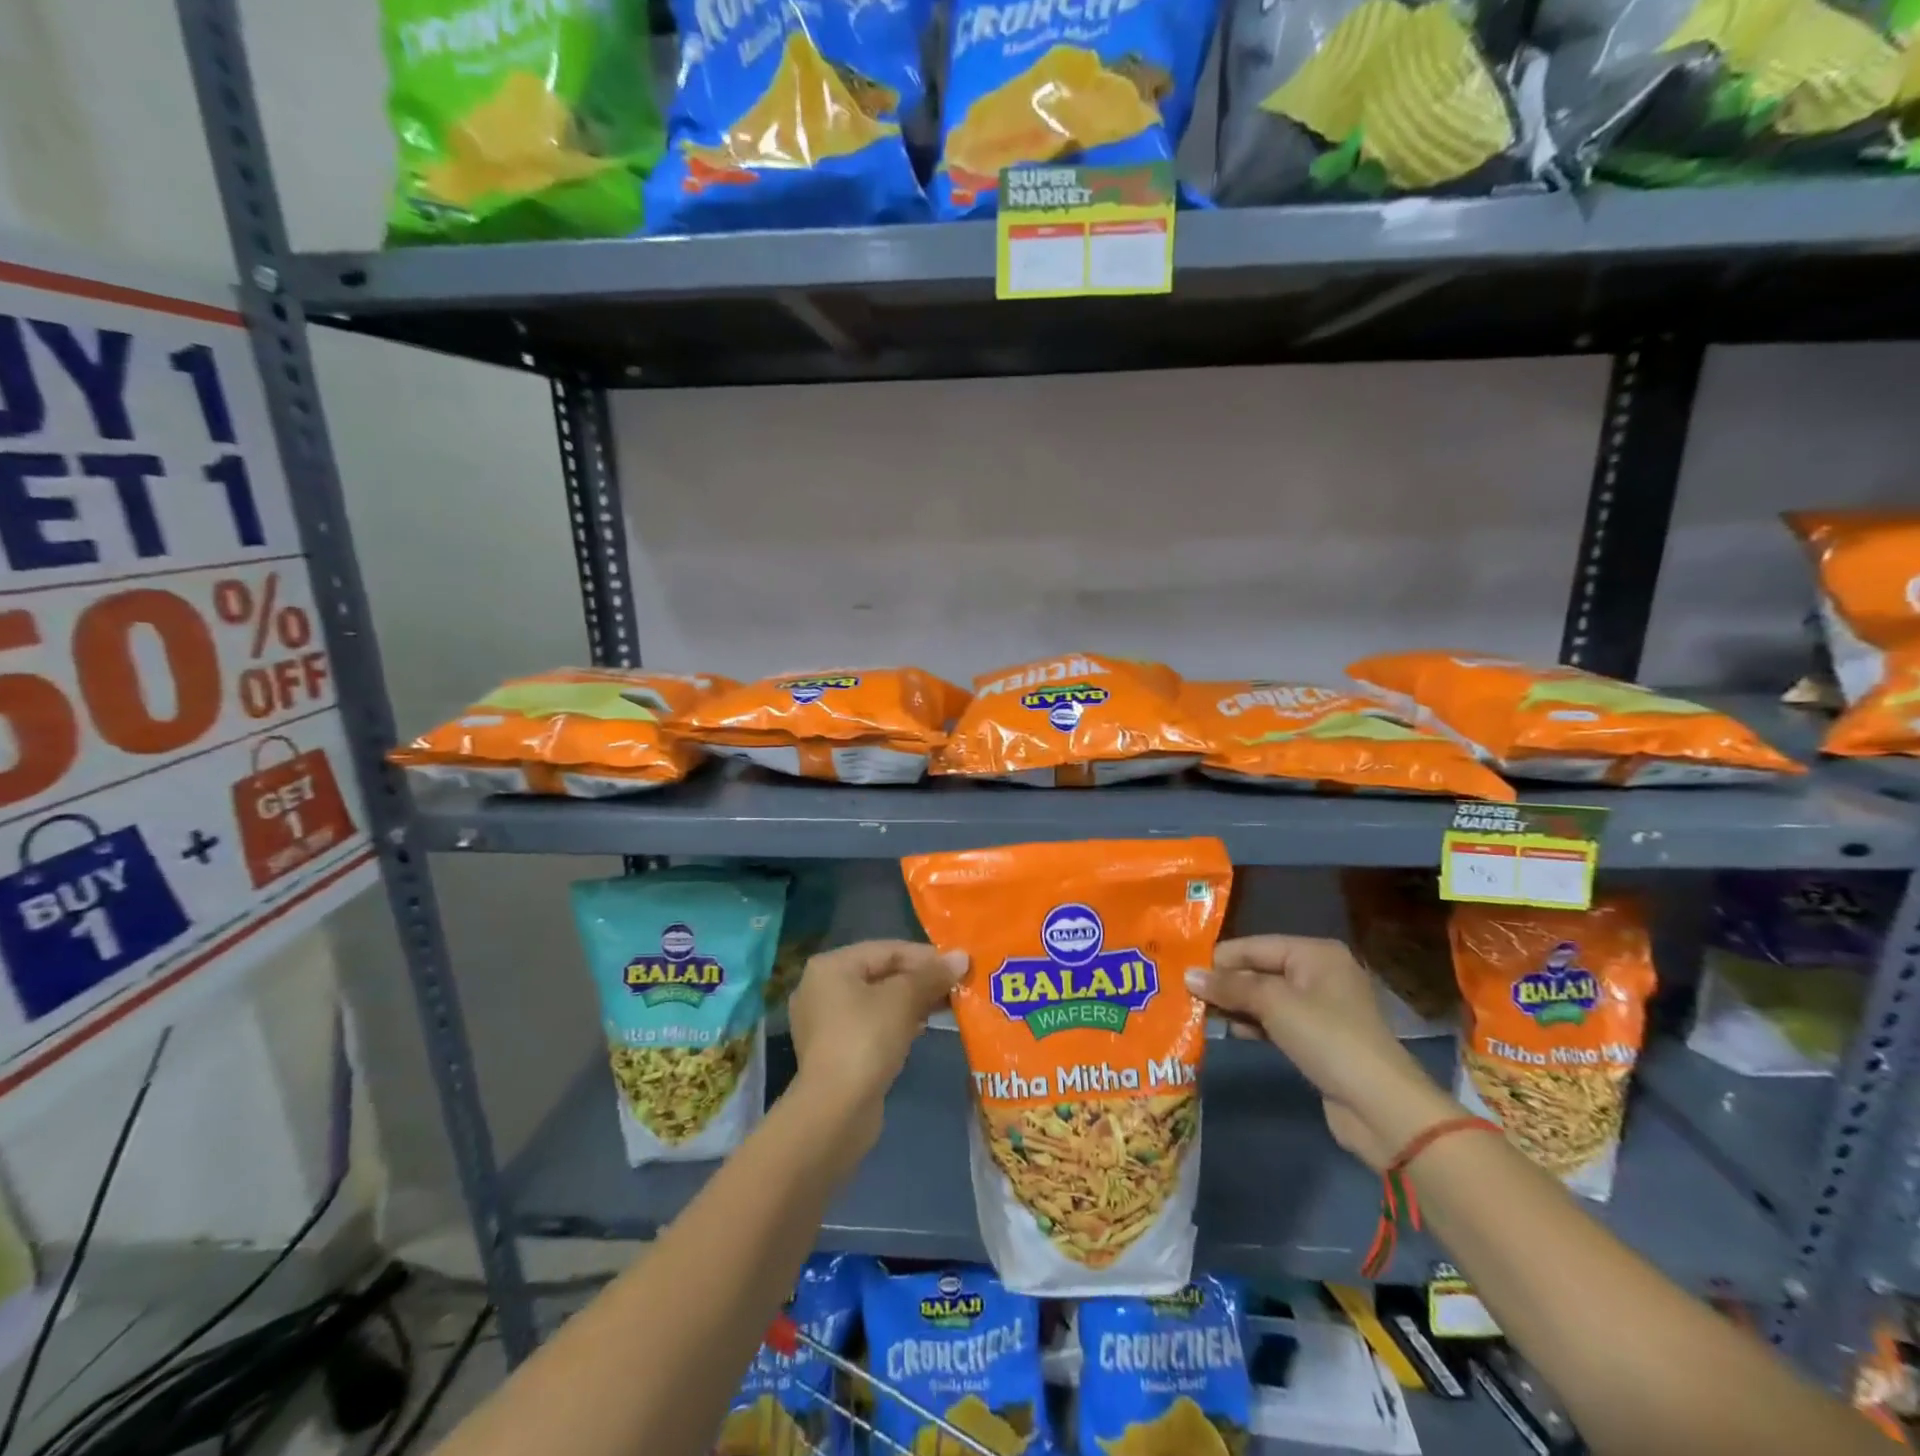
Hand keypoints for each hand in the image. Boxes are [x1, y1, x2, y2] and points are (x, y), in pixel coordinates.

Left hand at [788, 940, 966, 1148]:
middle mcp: (821, 988)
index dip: (925, 956)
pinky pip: (870, 1025)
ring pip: (877, 1001)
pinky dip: (896, 1023)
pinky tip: (921, 1029)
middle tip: (956, 987)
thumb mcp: (904, 1000)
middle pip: (881, 974)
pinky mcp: (834, 1052)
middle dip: (920, 980)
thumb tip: (962, 956)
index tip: (958, 966)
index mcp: (831, 966)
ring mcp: (824, 1023)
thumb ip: (932, 975)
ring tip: (945, 1006)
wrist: (835, 1112)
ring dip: (911, 1002)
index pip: (887, 950)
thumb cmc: (866, 1040)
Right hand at [1187, 936, 1462, 1170]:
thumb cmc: (1327, 1038)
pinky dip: (1253, 1024)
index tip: (1182, 971)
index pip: (1254, 946)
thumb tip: (1188, 974)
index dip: (1219, 959)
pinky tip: (1229, 1032)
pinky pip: (1276, 1021)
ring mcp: (1320, 1008)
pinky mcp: (1318, 1039)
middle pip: (1259, 970)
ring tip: (1199, 1013)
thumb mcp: (1273, 1004)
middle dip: (1226, 983)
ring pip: (1266, 998)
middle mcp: (1319, 973)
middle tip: (1185, 994)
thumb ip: (1229, 986)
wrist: (1380, 1106)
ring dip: (1236, 1006)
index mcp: (1314, 953)